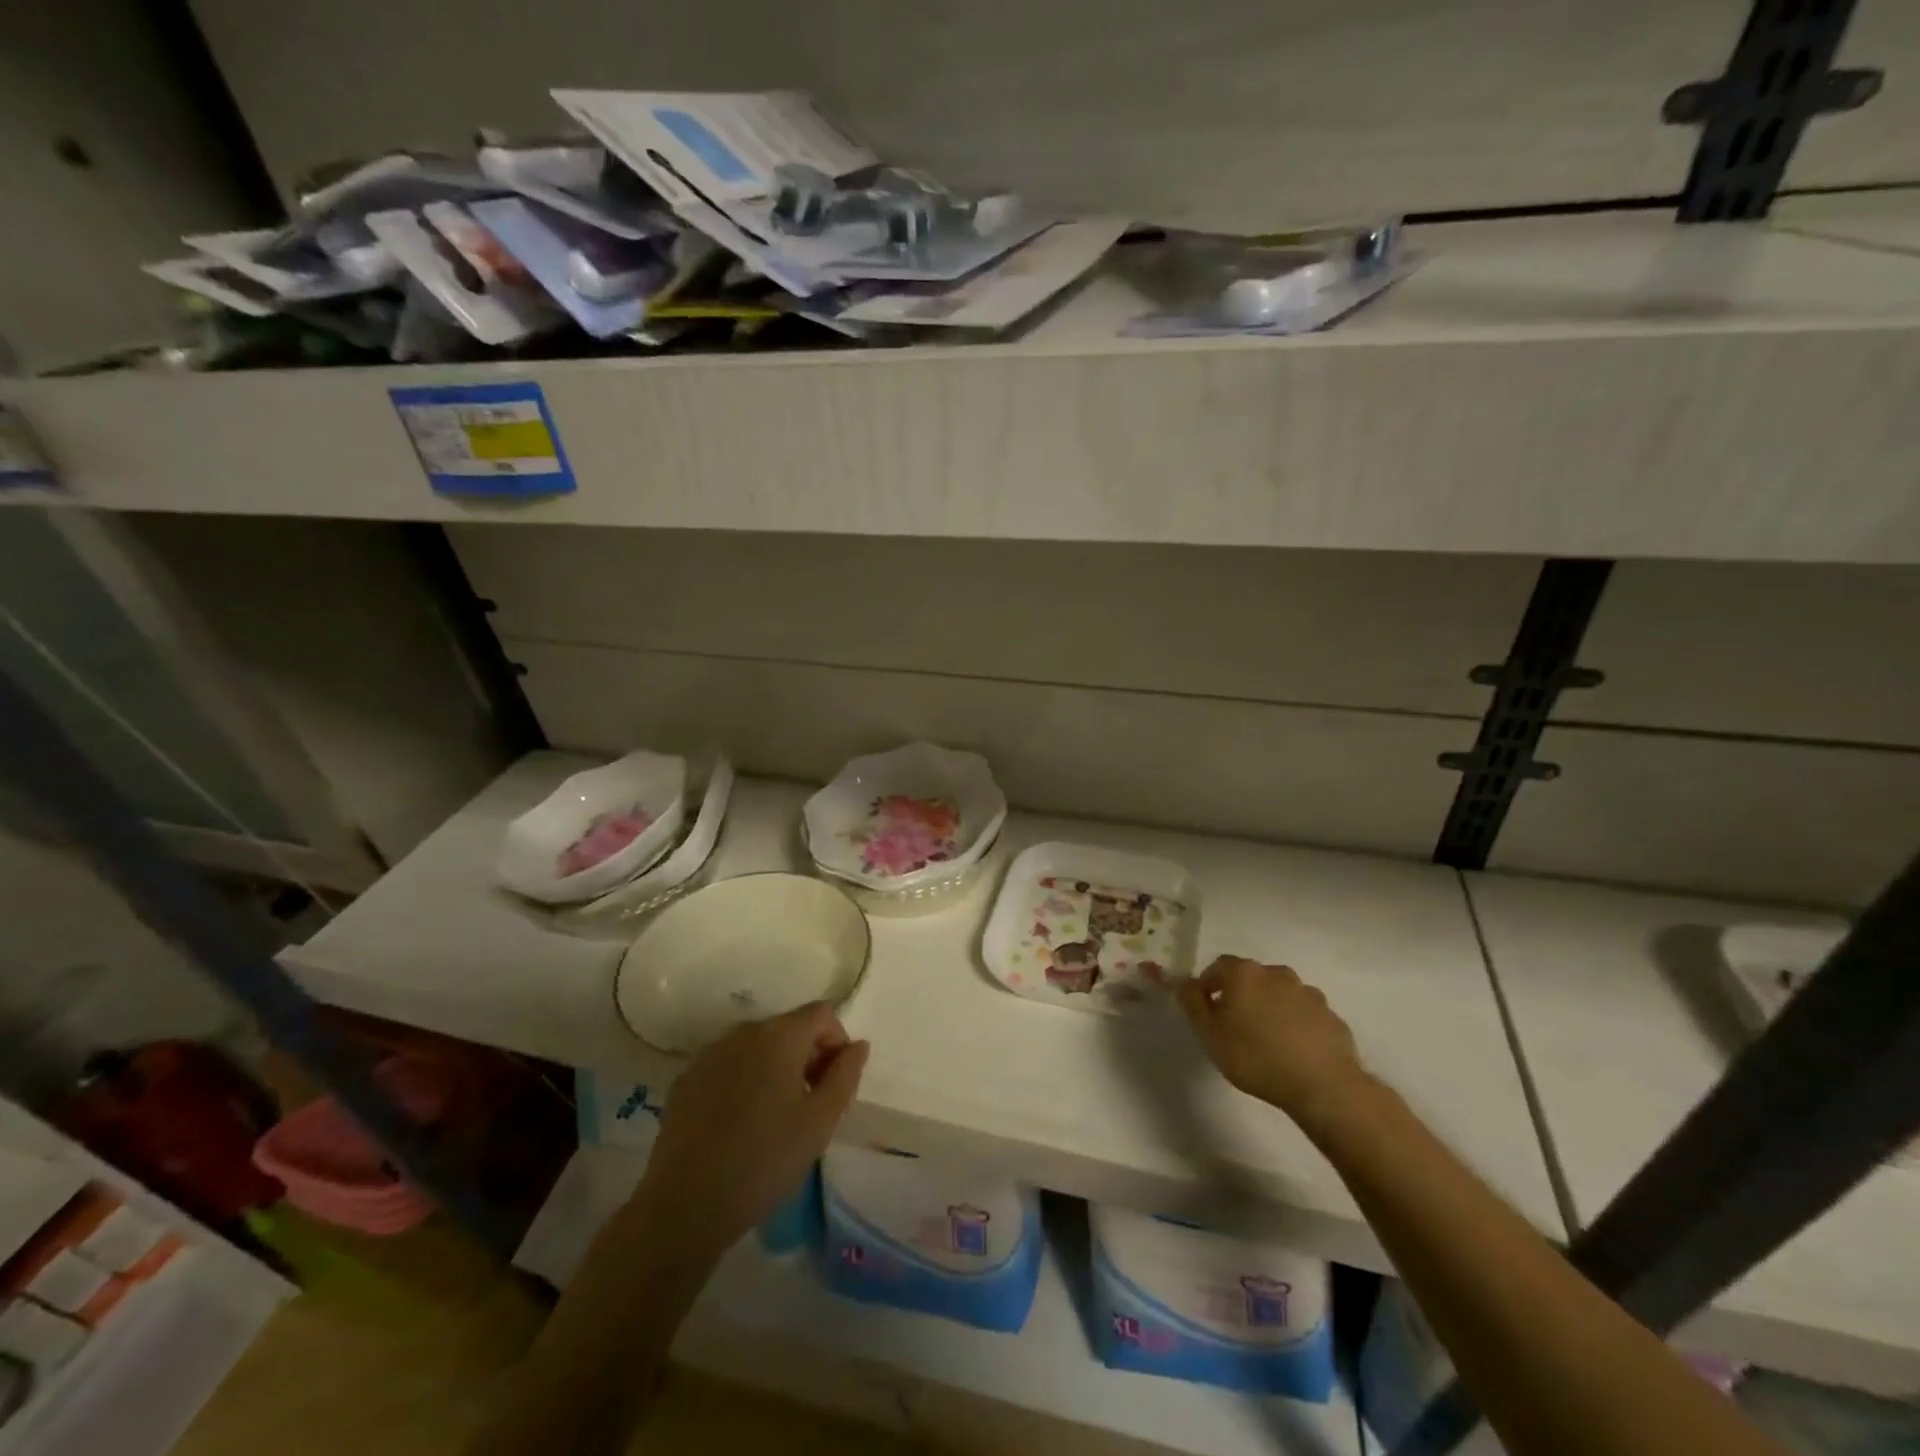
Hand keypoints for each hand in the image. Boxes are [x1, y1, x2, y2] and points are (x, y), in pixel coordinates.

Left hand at [634, 1003, 868, 1258]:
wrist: (685, 1204)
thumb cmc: (765, 1160)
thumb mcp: (820, 1122)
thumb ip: (845, 1075)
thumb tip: (857, 1045)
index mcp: (779, 1036)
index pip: (822, 1014)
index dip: (837, 1042)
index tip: (834, 1084)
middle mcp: (743, 1032)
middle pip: (788, 1027)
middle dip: (807, 1056)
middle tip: (811, 1103)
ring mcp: (709, 1053)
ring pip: (757, 1046)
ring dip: (775, 1067)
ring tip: (776, 1116)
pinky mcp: (686, 1079)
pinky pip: (728, 1065)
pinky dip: (744, 1080)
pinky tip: (740, 1124)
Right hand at [1176, 956, 1368, 1127]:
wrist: (1324, 1086)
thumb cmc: (1256, 1057)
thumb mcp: (1210, 1035)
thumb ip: (1192, 1004)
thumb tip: (1182, 982)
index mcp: (1244, 973)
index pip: (1217, 967)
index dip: (1207, 986)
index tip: (1205, 1011)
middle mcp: (1276, 973)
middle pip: (1250, 978)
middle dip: (1239, 995)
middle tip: (1233, 1027)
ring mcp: (1308, 993)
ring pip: (1279, 994)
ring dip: (1269, 1007)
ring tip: (1266, 1040)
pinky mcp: (1330, 1015)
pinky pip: (1304, 1013)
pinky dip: (1295, 1023)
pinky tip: (1293, 1050)